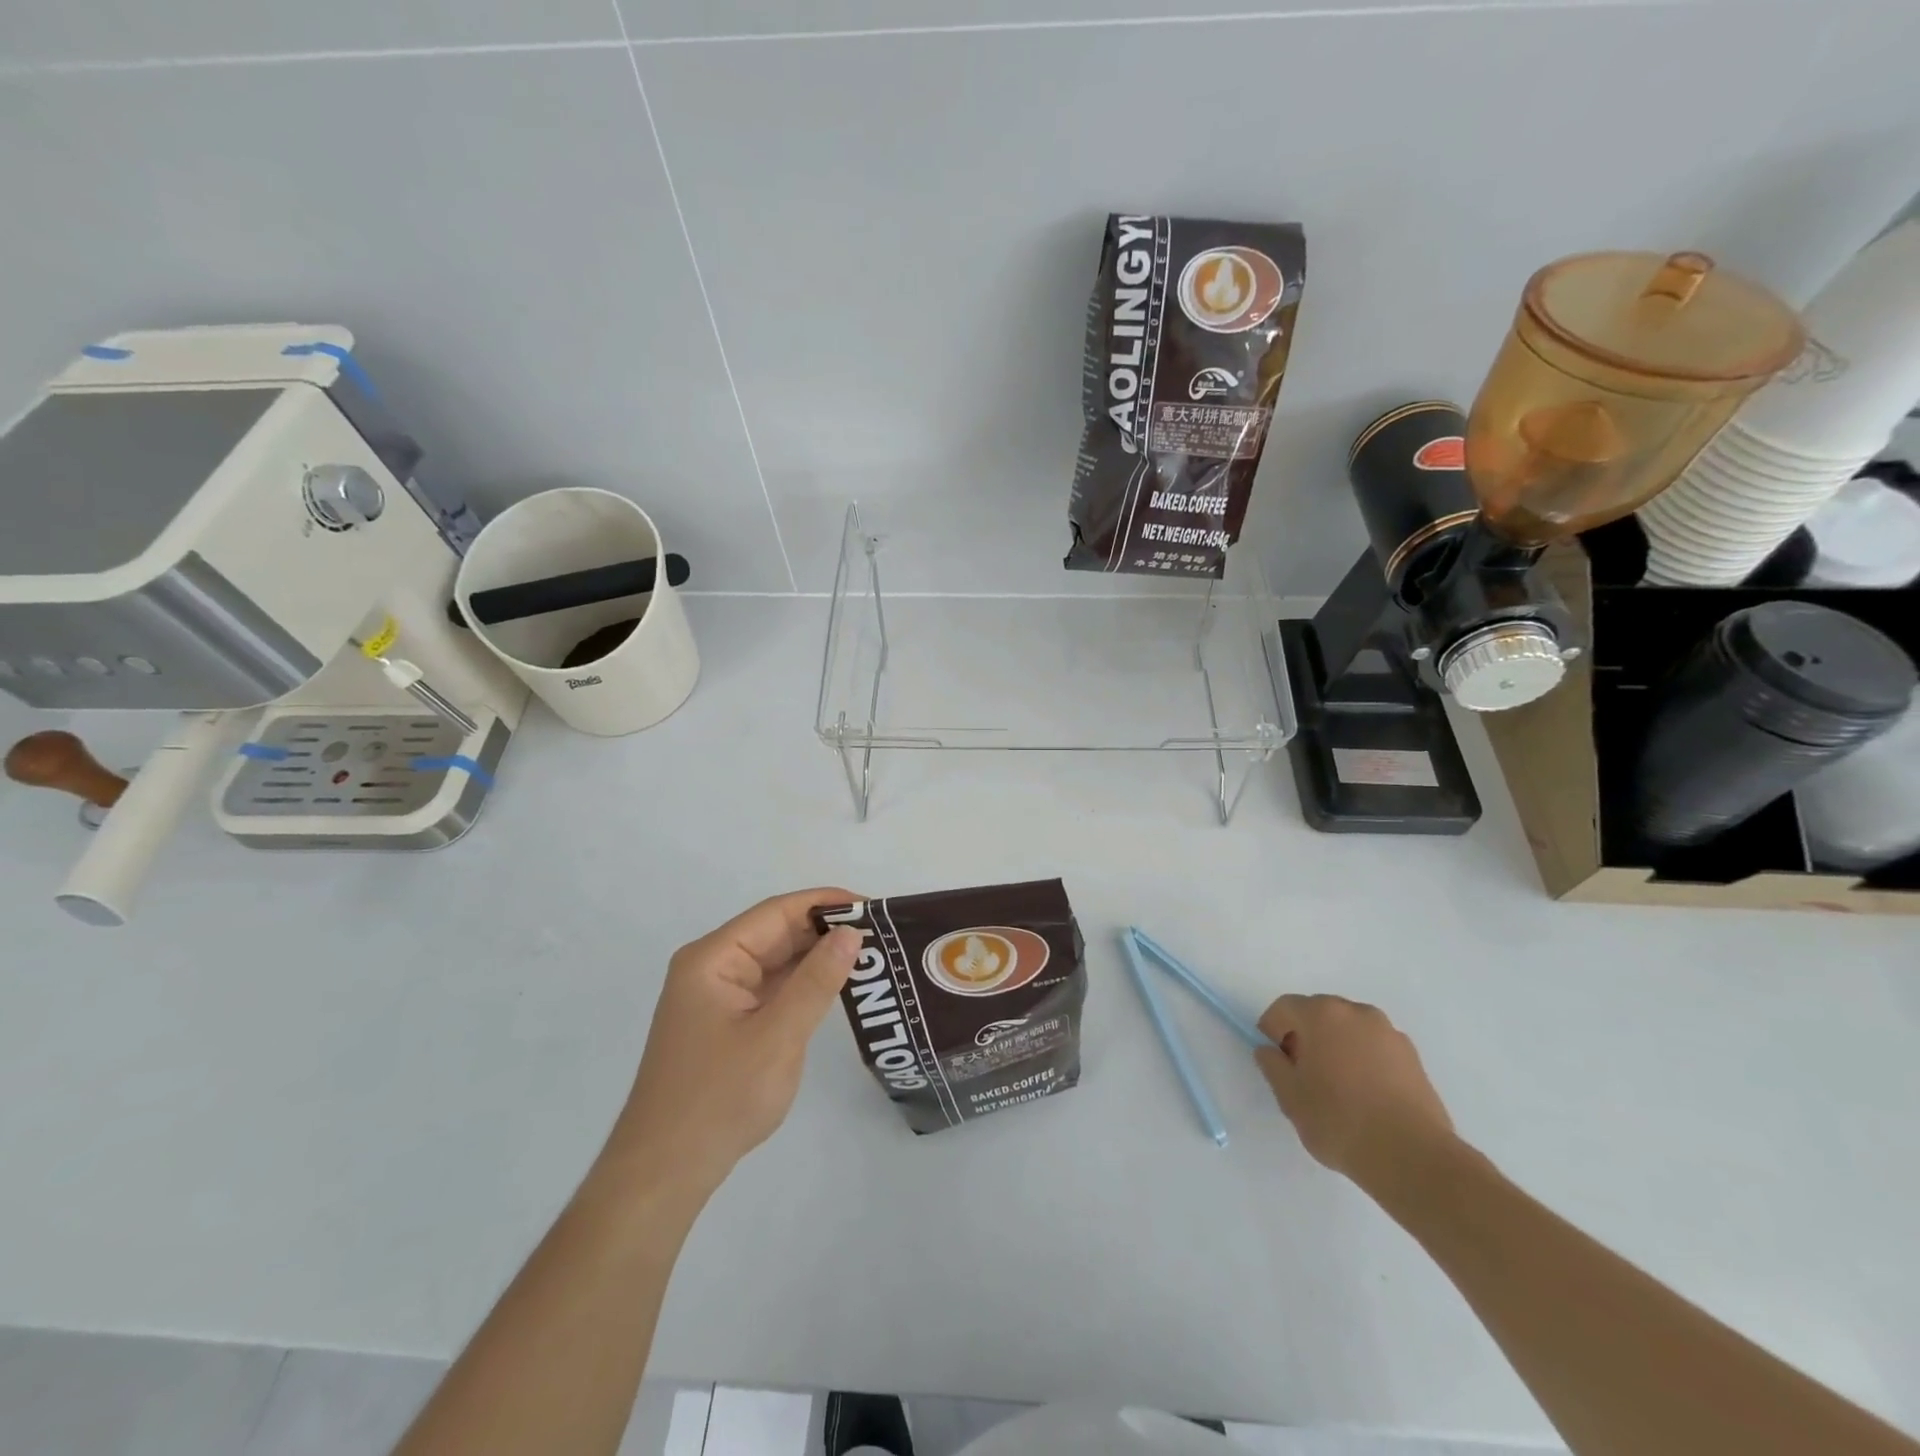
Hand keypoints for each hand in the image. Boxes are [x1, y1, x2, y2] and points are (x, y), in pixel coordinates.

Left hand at [603, 889, 862, 1201]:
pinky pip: (771, 989)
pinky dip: (803, 986)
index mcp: (713, 958)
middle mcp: (712, 967)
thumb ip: (816, 981)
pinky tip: (837, 987)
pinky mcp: (726, 1022)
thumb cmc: (719, 1098)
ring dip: (818, 959)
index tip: (874, 907)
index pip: (777, 913)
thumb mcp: (777, 1036)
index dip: (826, 903)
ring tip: (871, 956)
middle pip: (776, 934)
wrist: (665, 1172)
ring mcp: (718, 996)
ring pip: (776, 962)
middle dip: (826, 932)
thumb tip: (850, 933)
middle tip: (882, 935)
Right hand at [1254, 994, 1456, 1191]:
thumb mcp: (1289, 1096)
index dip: (1272, 1030)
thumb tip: (1270, 1050)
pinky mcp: (1413, 1057)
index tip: (1275, 1060)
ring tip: (1337, 1087)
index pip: (1284, 1008)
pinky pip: (1375, 1047)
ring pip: (1349, 1030)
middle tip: (1303, 1073)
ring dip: (1336, 1046)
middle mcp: (1357, 1012)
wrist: (1412, 1157)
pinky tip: (1365, 1095)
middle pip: (1319, 1013)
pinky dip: (1363, 1060)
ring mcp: (1389, 1033)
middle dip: (1305, 1036)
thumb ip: (1272, 1065)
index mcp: (1322, 1014)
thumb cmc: (1340, 1121)